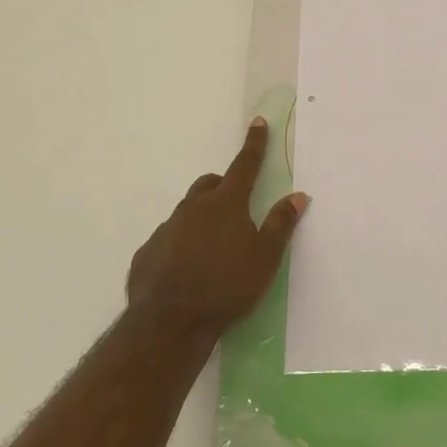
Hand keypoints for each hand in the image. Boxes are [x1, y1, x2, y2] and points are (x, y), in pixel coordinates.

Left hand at [126, 118, 308, 338]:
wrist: (169, 323)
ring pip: (188, 212)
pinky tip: (187, 270)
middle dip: (224, 186)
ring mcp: (167, 229)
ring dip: (202, 218)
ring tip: (213, 249)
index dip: (254, 144)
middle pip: (210, 185)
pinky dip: (181, 244)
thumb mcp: (265, 258)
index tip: (257, 123)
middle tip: (237, 208)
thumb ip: (281, 224)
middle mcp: (193, 208)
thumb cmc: (227, 287)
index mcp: (226, 203)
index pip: (244, 165)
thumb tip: (298, 195)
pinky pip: (168, 239)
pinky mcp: (148, 252)